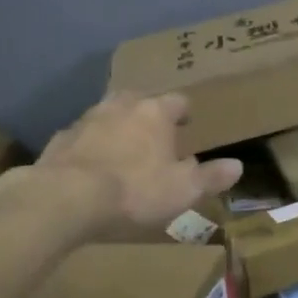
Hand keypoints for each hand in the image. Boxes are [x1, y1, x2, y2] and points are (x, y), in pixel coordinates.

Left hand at [34, 91, 242, 228]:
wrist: (65, 198)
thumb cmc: (135, 190)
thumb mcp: (184, 190)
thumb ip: (211, 176)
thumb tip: (237, 165)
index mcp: (156, 112)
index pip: (178, 101)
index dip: (185, 113)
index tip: (188, 126)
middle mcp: (122, 106)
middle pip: (140, 99)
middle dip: (148, 113)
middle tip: (155, 134)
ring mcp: (87, 119)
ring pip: (108, 114)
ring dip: (117, 126)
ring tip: (122, 148)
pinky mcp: (60, 139)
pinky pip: (81, 136)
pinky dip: (89, 146)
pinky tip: (90, 166)